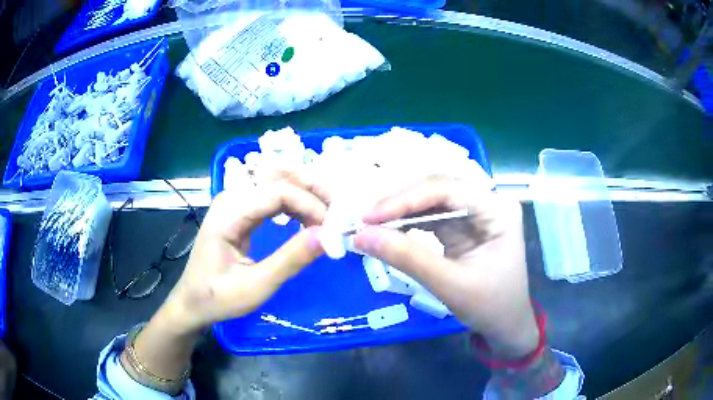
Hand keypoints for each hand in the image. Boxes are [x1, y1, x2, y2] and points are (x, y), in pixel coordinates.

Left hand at [123, 178, 326, 390]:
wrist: (192, 302)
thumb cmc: (217, 298)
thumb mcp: (255, 287)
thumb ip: (290, 260)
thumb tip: (327, 236)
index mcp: (228, 214)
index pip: (278, 192)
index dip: (310, 205)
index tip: (333, 229)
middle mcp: (231, 198)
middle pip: (279, 177)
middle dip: (313, 189)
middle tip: (339, 211)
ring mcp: (234, 202)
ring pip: (278, 181)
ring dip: (307, 193)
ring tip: (329, 214)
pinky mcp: (240, 210)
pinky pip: (272, 196)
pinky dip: (295, 203)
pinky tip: (309, 218)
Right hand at [353, 175, 538, 358]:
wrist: (506, 324)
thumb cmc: (490, 306)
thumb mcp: (450, 285)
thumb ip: (407, 258)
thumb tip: (361, 237)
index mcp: (497, 209)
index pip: (446, 189)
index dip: (405, 199)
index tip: (368, 217)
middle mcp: (488, 201)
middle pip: (437, 188)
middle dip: (400, 203)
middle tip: (364, 221)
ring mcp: (476, 211)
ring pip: (431, 199)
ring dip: (400, 211)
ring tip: (370, 224)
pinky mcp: (463, 224)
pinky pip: (431, 215)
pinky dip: (407, 222)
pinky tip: (388, 228)